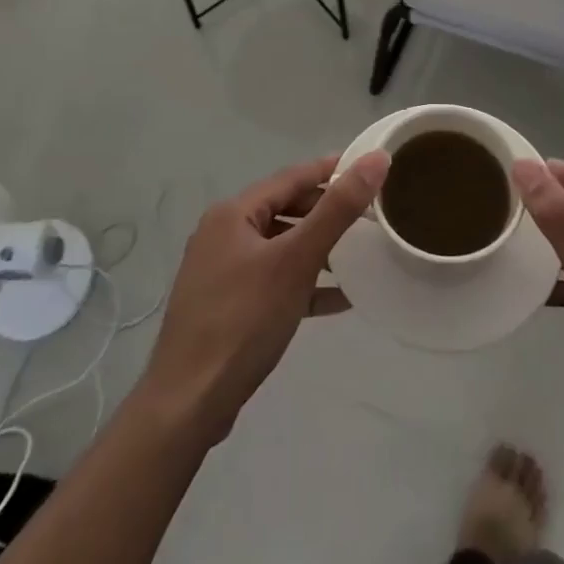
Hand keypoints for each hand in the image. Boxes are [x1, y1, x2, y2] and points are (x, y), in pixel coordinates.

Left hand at [139, 151, 386, 446]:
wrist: (187, 405)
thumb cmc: (243, 321)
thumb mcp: (296, 260)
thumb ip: (337, 209)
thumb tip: (376, 159)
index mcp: (233, 213)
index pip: (292, 177)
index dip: (332, 169)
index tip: (371, 168)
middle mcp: (223, 234)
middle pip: (285, 210)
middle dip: (327, 212)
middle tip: (370, 216)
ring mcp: (221, 272)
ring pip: (280, 247)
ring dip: (317, 249)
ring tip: (358, 256)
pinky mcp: (226, 306)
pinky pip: (273, 281)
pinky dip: (303, 283)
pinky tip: (337, 299)